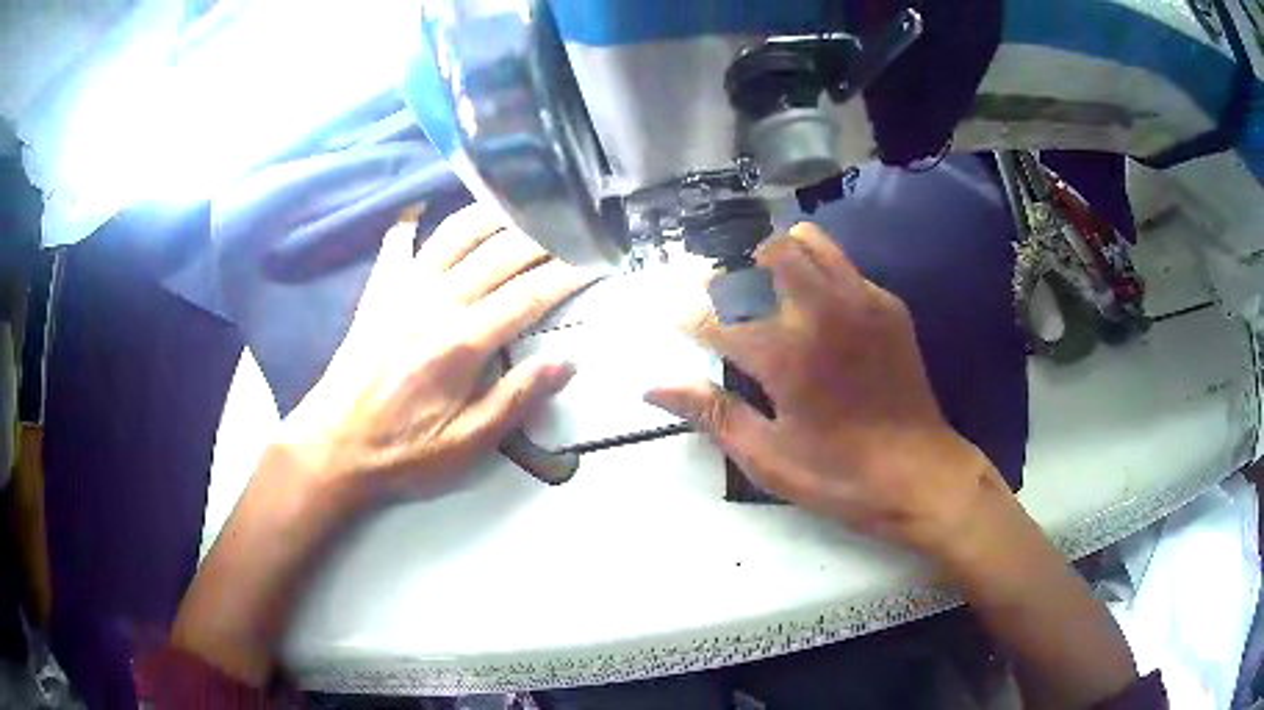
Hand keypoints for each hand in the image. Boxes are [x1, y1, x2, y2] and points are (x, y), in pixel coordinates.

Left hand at [279, 204, 593, 505]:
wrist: (335, 444)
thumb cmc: (405, 451)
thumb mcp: (469, 443)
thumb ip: (517, 398)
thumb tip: (566, 362)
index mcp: (464, 341)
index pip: (531, 294)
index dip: (569, 274)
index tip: (598, 259)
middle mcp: (437, 301)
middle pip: (501, 252)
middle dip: (544, 236)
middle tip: (572, 225)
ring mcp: (404, 289)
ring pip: (456, 233)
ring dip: (492, 213)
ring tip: (520, 203)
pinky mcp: (379, 291)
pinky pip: (398, 243)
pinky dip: (411, 222)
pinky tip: (420, 209)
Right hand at [646, 223, 1002, 551]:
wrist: (920, 474)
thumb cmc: (839, 476)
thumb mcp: (767, 459)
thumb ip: (711, 413)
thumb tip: (653, 387)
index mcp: (786, 353)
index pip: (717, 314)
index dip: (688, 316)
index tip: (678, 322)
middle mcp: (821, 311)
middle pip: (766, 253)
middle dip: (736, 271)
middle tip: (725, 301)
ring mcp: (861, 300)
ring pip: (808, 241)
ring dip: (777, 257)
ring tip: (768, 292)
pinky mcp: (888, 305)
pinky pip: (842, 265)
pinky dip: (817, 273)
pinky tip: (817, 313)